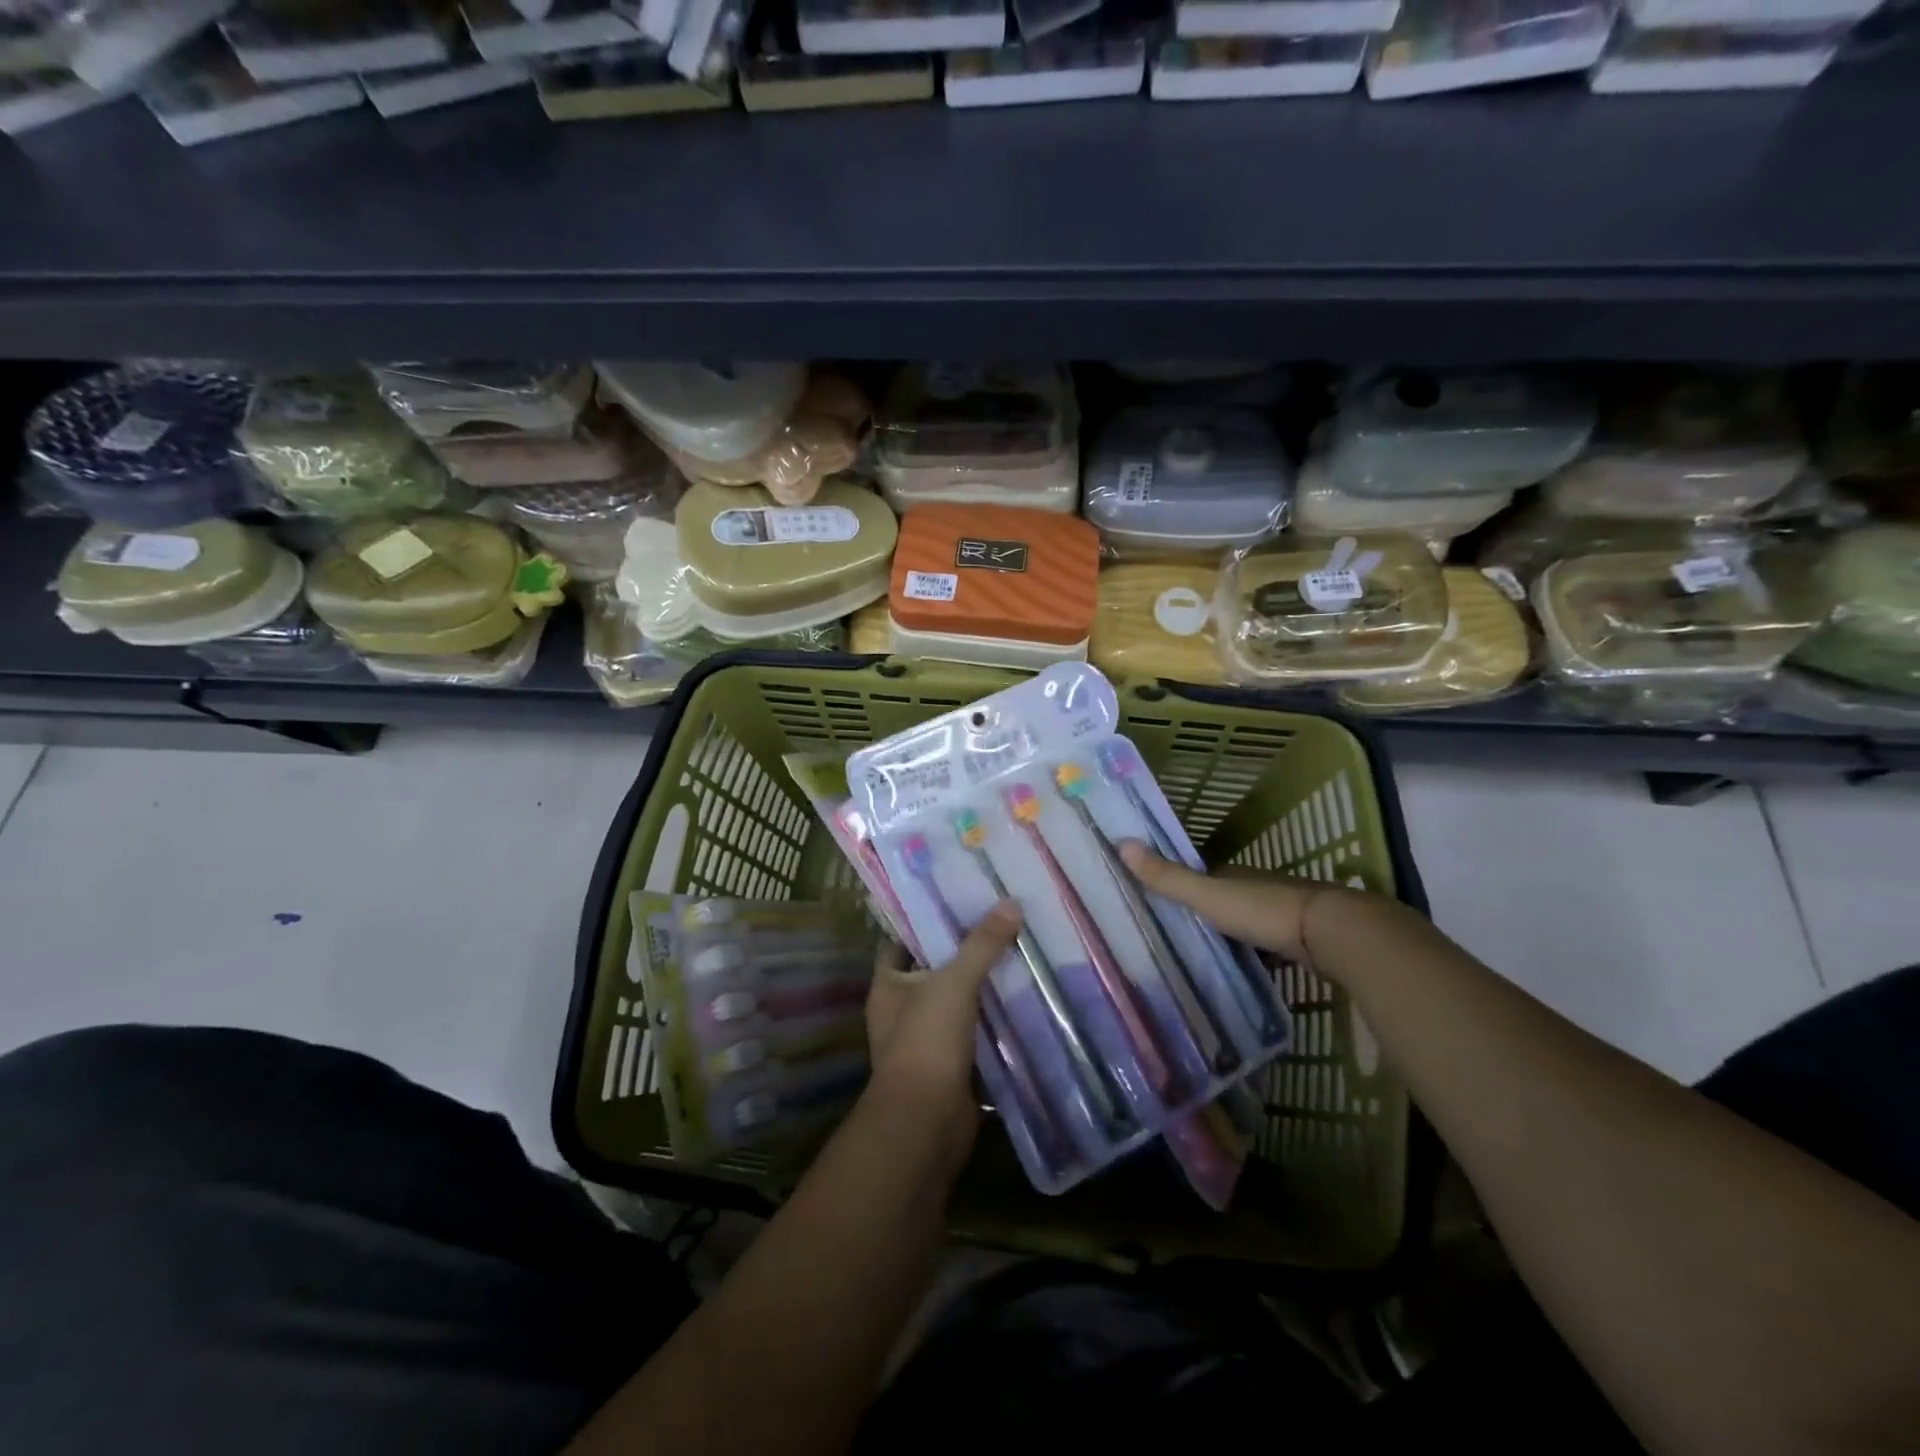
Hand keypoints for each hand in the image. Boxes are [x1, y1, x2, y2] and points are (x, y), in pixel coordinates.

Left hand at [864, 901, 1023, 1136]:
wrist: (926, 1122)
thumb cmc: (927, 1041)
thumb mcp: (955, 982)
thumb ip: (982, 944)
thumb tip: (1011, 903)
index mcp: (887, 987)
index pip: (901, 945)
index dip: (926, 926)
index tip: (959, 907)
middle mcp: (900, 1013)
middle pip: (933, 974)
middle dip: (963, 956)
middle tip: (999, 928)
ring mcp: (925, 1043)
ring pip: (956, 1006)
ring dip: (981, 991)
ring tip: (1017, 958)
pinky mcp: (949, 1068)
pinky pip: (973, 1036)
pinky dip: (992, 1024)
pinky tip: (1021, 1004)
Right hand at [1118, 842, 1351, 962]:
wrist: (1331, 932)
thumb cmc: (1263, 910)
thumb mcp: (1207, 895)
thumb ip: (1168, 877)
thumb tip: (1120, 842)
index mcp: (1232, 874)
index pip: (1200, 875)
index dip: (1180, 884)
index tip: (1157, 899)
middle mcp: (1256, 887)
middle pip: (1223, 897)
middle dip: (1204, 911)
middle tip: (1175, 933)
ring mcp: (1281, 912)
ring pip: (1246, 921)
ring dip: (1229, 934)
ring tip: (1203, 956)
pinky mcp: (1301, 938)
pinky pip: (1268, 945)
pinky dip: (1255, 953)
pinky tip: (1243, 970)